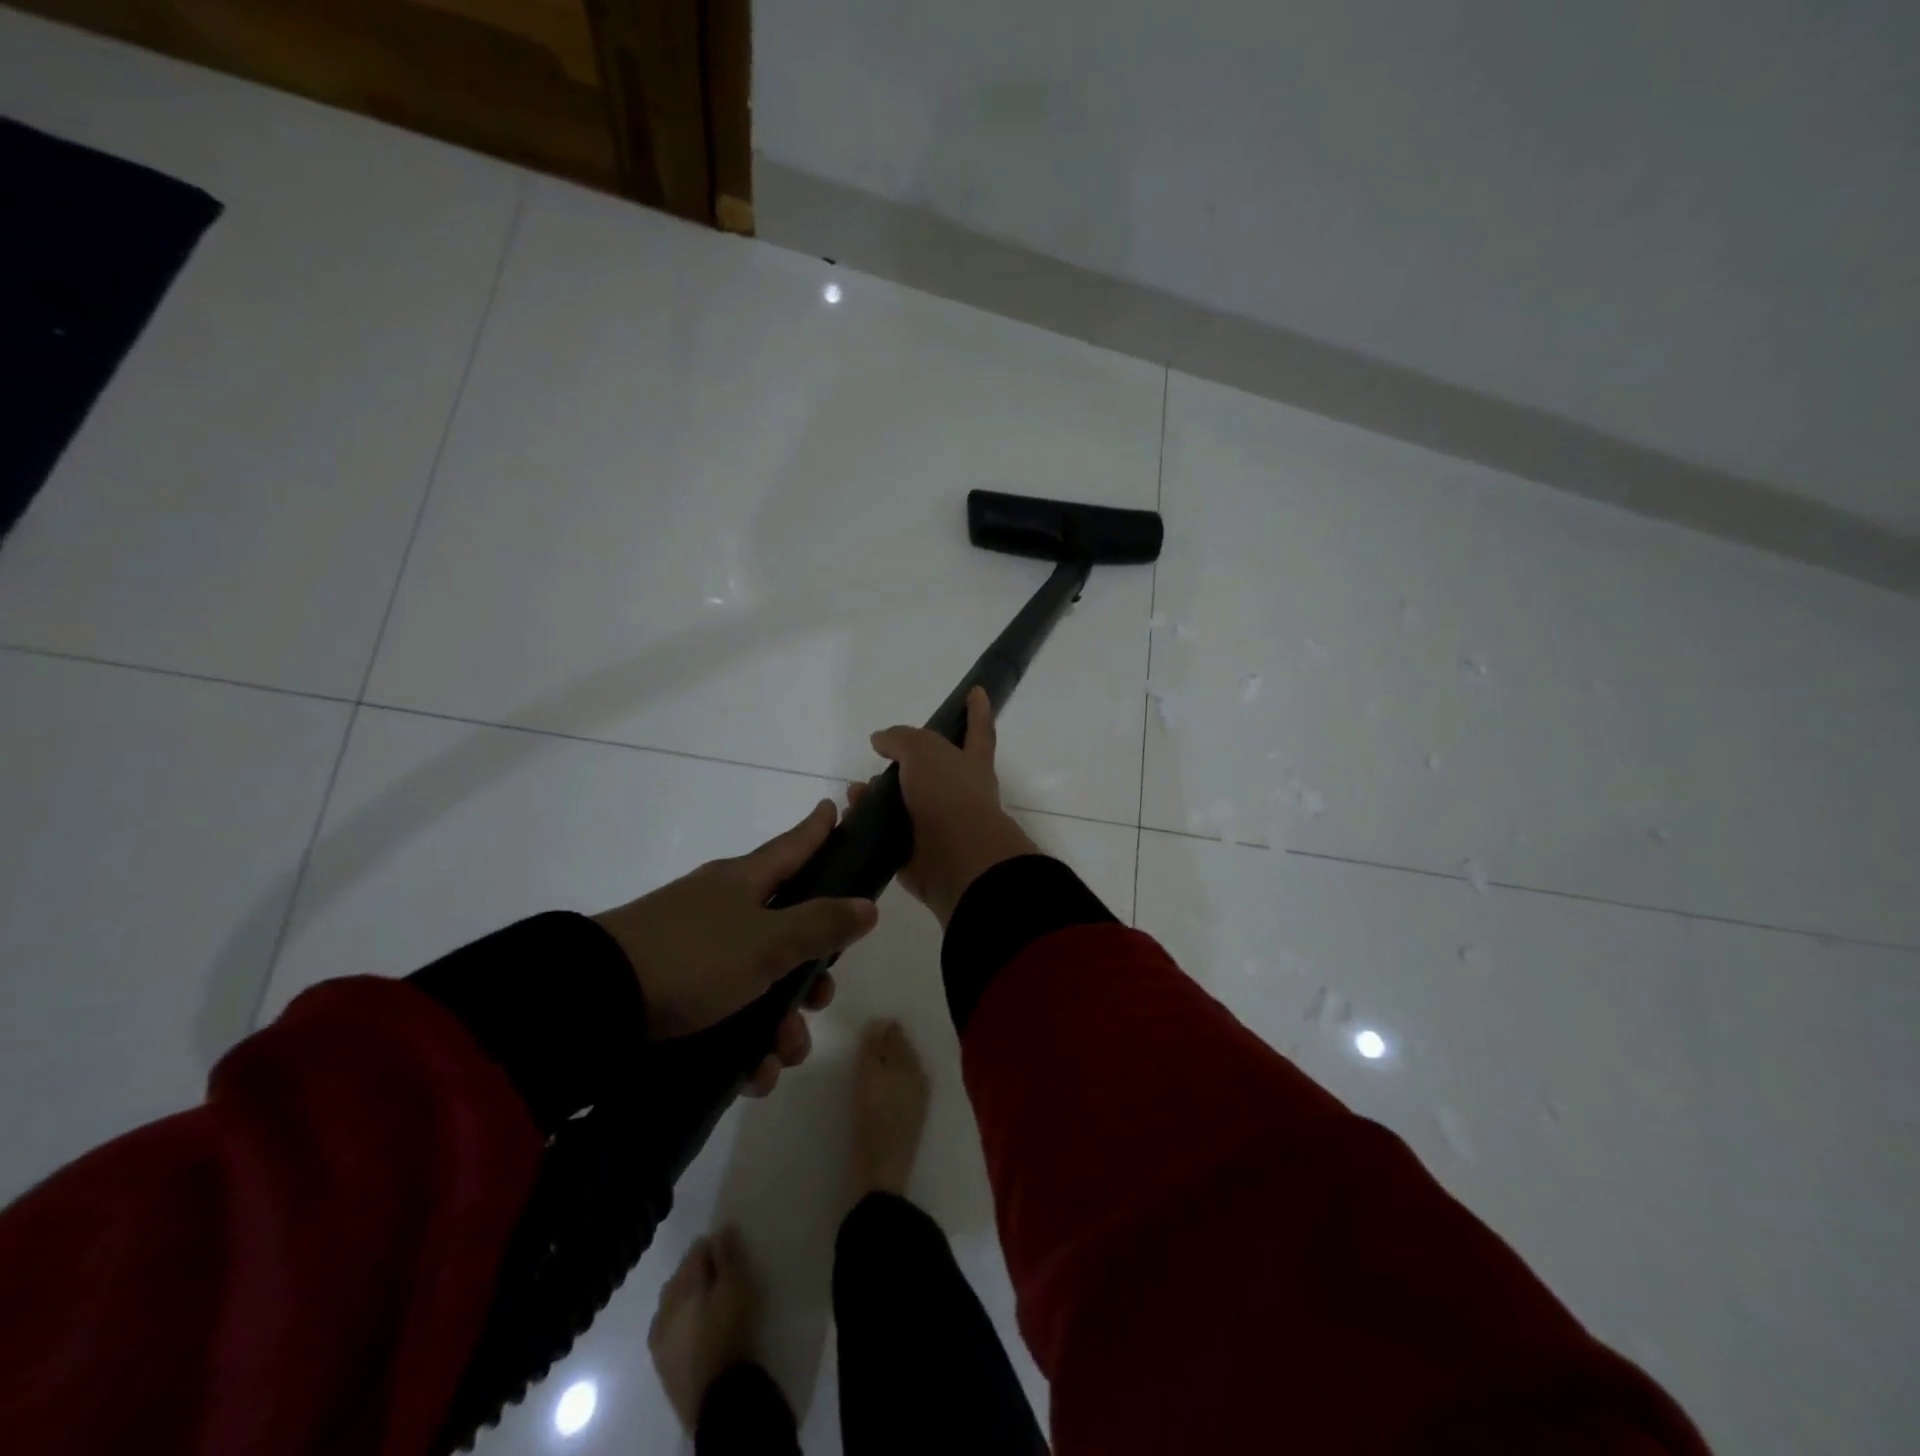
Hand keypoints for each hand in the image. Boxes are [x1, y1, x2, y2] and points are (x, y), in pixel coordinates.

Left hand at [593, 801, 877, 1095]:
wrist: (594, 1003)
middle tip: (821, 998)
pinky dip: (746, 1042)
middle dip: (811, 970)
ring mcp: (697, 949)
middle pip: (786, 927)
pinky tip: (753, 1073)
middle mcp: (723, 908)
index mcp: (744, 881)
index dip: (818, 829)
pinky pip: (728, 1012)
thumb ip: (821, 925)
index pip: (793, 846)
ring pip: (761, 979)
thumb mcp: (767, 942)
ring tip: (781, 1055)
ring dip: (781, 1020)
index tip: (834, 808)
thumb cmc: (693, 957)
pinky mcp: (676, 991)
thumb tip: (868, 905)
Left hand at [649, 1227, 756, 1430]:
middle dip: (698, 1269)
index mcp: (682, 1284)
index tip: (731, 1249)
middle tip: (723, 1273)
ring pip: (673, 1301)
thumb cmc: (729, 1332)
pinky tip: (695, 1326)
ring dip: (688, 1294)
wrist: (715, 1397)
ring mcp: (659, 1335)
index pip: (697, 1250)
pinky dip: (681, 1319)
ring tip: (710, 1299)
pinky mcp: (661, 1360)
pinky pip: (669, 1327)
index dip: (715, 1245)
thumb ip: (728, 1256)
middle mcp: (665, 1305)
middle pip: (682, 1274)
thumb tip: (722, 1228)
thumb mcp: (736, 1287)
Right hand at [856, 686, 1039, 926]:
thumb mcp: (924, 751)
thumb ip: (902, 739)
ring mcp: (938, 825)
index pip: (977, 730)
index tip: (977, 691)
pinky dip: (868, 826)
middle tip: (877, 760)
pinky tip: (850, 818)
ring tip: (854, 792)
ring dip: (877, 796)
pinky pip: (888, 834)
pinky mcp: (917, 853)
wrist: (956, 860)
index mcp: (970, 764)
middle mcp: (958, 793)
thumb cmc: (949, 796)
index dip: (977, 711)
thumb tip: (881, 740)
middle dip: (903, 764)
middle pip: (929, 770)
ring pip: (903, 803)